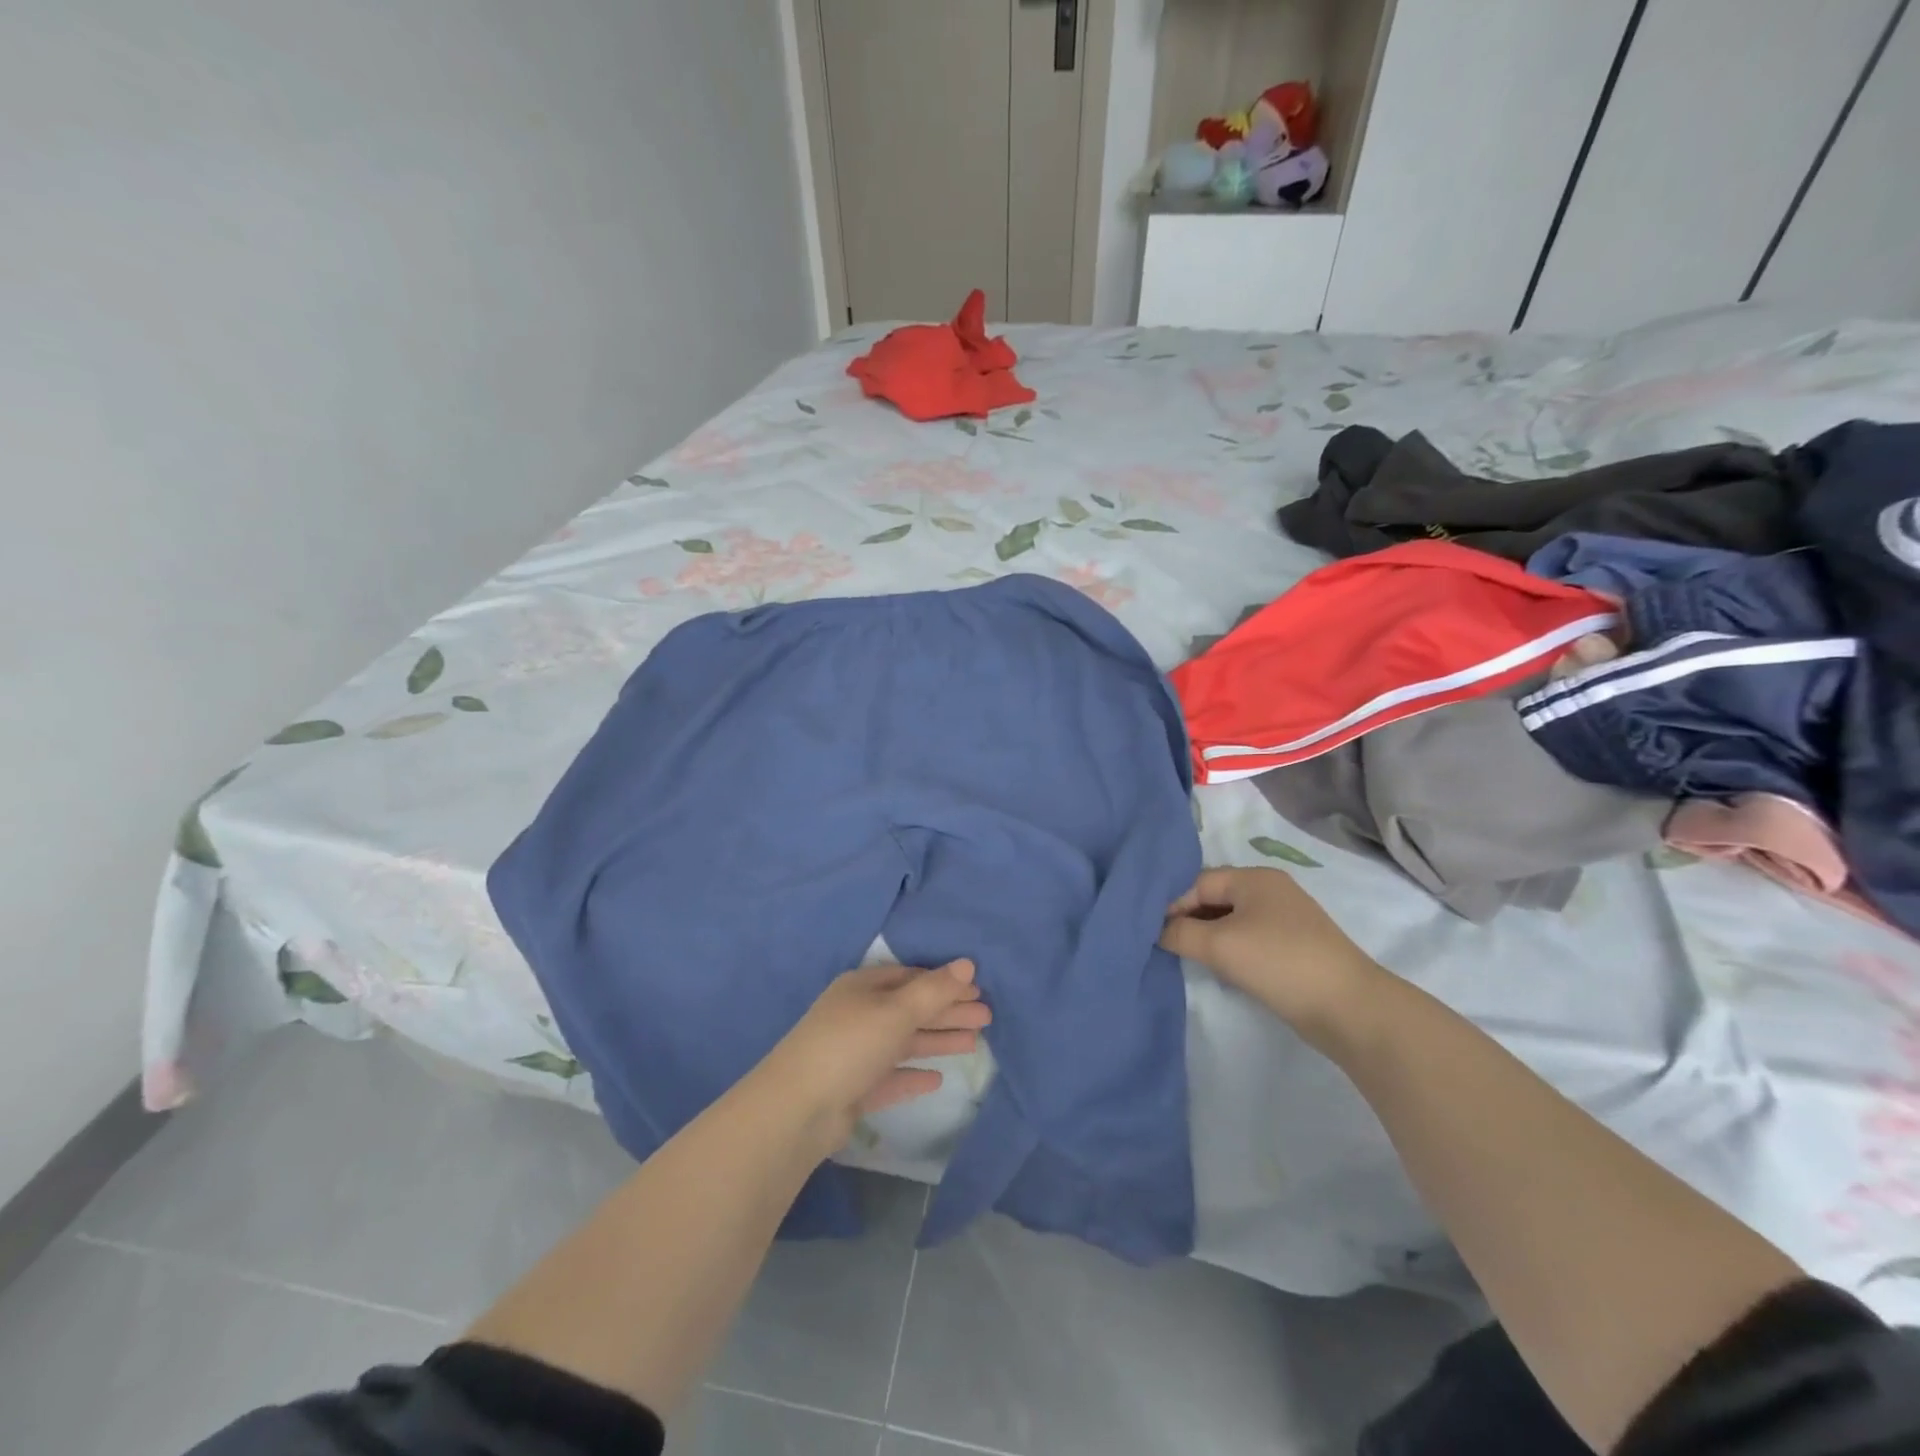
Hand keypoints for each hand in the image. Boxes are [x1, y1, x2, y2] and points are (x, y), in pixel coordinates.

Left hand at [759, 961, 991, 1147]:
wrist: (797, 1109)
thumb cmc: (850, 1045)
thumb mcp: (896, 1011)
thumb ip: (934, 990)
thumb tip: (968, 962)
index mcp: (863, 987)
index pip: (911, 977)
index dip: (945, 983)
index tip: (978, 989)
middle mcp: (858, 1015)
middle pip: (911, 1009)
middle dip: (948, 1012)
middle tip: (987, 1018)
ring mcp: (854, 1053)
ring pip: (904, 1042)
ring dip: (937, 1040)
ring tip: (974, 1043)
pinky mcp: (853, 1088)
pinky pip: (890, 1075)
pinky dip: (913, 1074)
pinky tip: (936, 1079)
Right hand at [1159, 867, 1381, 1048]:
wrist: (1349, 1008)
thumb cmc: (1279, 963)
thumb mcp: (1219, 946)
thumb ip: (1180, 933)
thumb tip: (1156, 929)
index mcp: (1254, 878)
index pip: (1198, 882)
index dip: (1172, 904)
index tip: (1151, 932)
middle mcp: (1270, 890)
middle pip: (1214, 897)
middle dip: (1188, 920)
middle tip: (1165, 945)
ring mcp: (1285, 918)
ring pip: (1230, 920)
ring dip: (1207, 936)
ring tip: (1188, 957)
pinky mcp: (1293, 946)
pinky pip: (1248, 938)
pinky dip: (1229, 949)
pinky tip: (1220, 968)